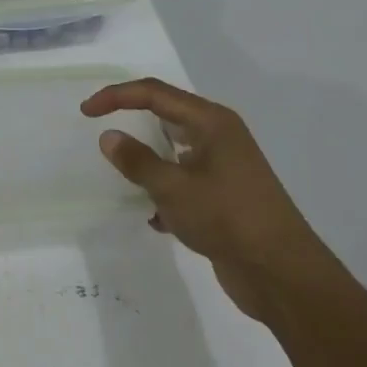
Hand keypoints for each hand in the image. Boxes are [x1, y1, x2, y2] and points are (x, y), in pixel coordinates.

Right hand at [81, 77, 318, 283]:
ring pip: (175, 152)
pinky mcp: (224, 196)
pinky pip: (184, 182)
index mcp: (212, 122)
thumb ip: (137, 161)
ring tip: (123, 176)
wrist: (280, 273)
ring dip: (149, 161)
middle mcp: (220, 137)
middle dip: (133, 121)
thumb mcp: (173, 188)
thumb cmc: (227, 218)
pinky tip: (155, 218)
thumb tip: (109, 137)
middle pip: (167, 116)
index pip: (155, 94)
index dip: (117, 97)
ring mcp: (225, 167)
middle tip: (101, 133)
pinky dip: (165, 192)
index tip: (86, 112)